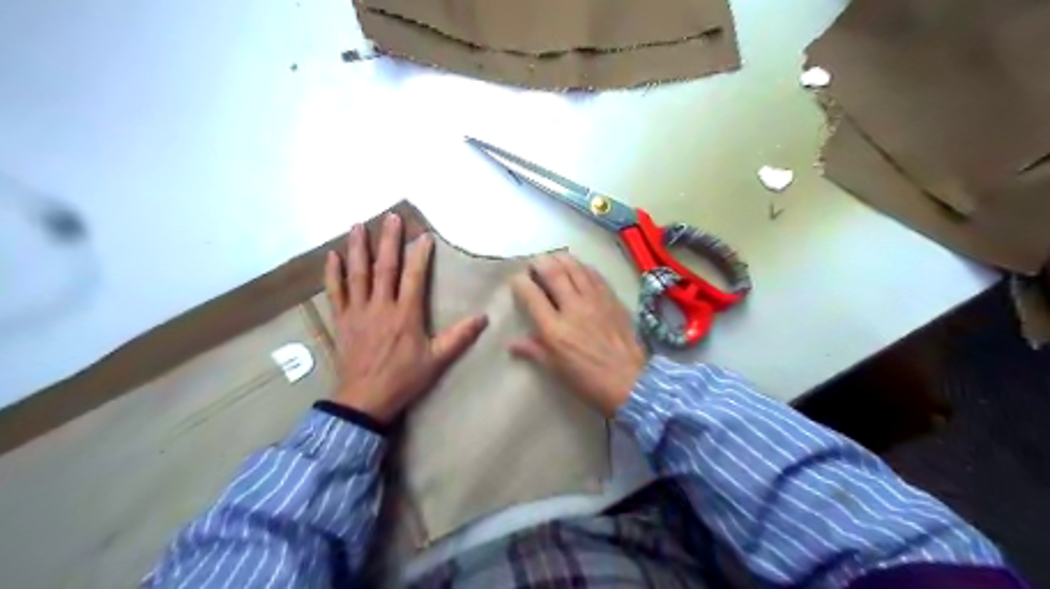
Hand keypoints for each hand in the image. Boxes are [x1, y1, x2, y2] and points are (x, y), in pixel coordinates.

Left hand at [325, 213, 487, 422]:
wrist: (364, 400)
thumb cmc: (403, 379)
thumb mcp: (436, 360)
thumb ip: (459, 337)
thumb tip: (483, 317)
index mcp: (406, 314)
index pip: (414, 277)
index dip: (420, 254)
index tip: (424, 235)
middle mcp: (381, 306)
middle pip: (384, 267)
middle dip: (388, 240)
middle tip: (390, 216)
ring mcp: (358, 311)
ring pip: (357, 274)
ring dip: (358, 248)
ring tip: (358, 225)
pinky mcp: (341, 320)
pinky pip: (335, 292)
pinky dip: (333, 273)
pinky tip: (332, 256)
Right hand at [512, 253, 648, 418]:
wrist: (629, 381)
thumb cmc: (587, 380)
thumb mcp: (556, 369)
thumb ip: (533, 351)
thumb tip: (511, 343)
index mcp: (554, 329)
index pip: (531, 296)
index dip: (520, 283)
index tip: (516, 279)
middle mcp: (573, 308)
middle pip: (553, 274)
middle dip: (540, 263)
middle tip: (534, 262)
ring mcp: (595, 301)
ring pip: (575, 269)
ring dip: (561, 259)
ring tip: (553, 257)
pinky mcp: (612, 299)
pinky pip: (595, 275)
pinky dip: (583, 267)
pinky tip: (579, 266)